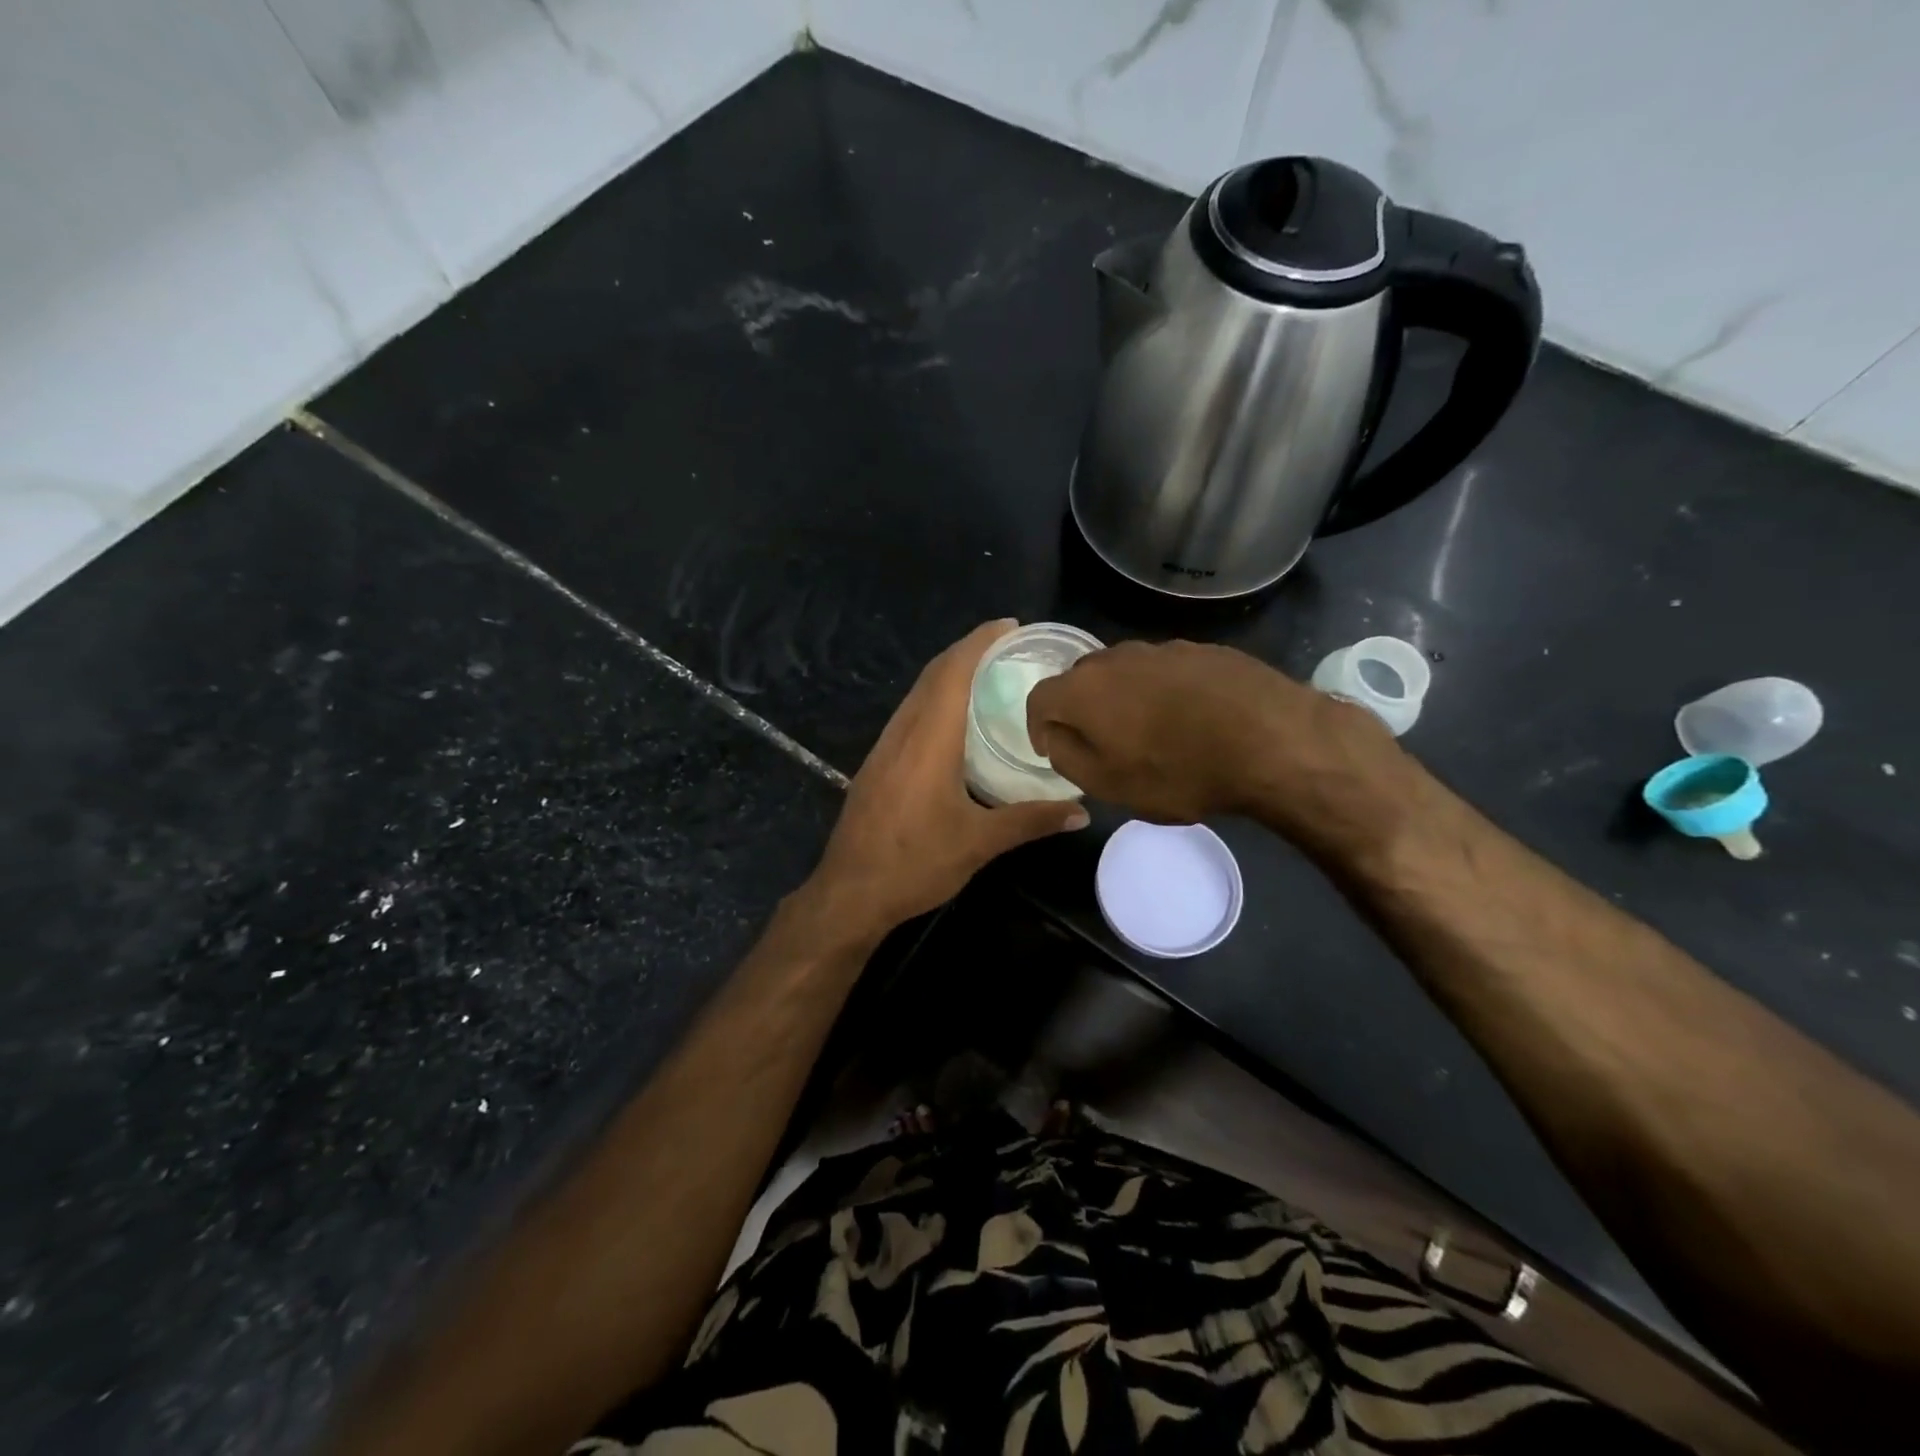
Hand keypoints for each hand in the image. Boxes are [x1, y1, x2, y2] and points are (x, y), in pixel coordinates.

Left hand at [806, 621, 1089, 937]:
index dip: (979, 642)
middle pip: (933, 675)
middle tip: (1008, 646)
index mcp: (928, 740)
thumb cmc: (915, 863)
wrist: (849, 892)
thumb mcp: (979, 842)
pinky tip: (954, 721)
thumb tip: (1082, 811)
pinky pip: (909, 715)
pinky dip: (934, 700)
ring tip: (987, 675)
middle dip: (967, 652)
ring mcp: (884, 748)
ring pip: (917, 694)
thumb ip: (1031, 820)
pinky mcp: (877, 765)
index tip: (1009, 625)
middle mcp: (903, 733)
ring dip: (948, 674)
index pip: (952, 672)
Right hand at [1025, 639, 1418, 850]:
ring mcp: (1162, 648)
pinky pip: (1165, 671)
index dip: (1038, 726)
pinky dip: (1163, 693)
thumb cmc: (1179, 771)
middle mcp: (1115, 657)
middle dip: (1080, 709)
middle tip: (1100, 743)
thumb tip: (1055, 736)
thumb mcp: (1108, 784)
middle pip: (1080, 679)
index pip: (1039, 698)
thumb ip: (1067, 757)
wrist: (1272, 740)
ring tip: (1149, 732)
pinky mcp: (1202, 650)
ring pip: (1125, 672)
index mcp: (1083, 688)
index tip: (1053, 749)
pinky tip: (1190, 720)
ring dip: (1123, 699)